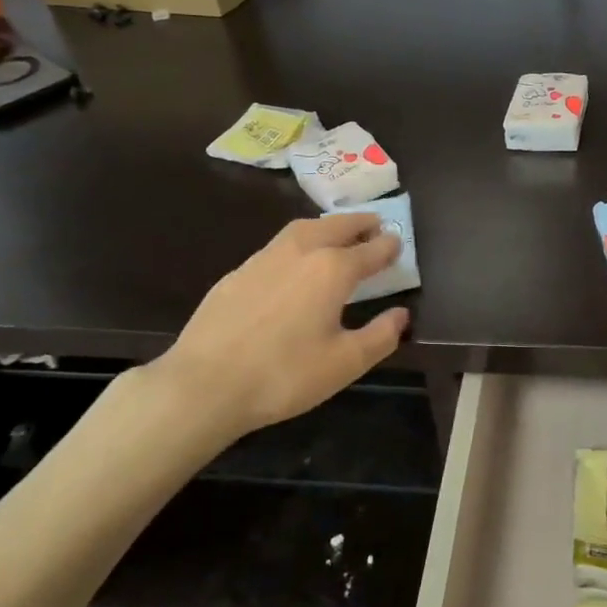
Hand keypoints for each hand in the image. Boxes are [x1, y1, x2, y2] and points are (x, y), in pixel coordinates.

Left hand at [143, 216, 408, 445]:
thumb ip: (380, 336)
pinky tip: (294, 262)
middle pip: (336, 226)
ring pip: (303, 229)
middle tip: (374, 224)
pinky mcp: (237, 273)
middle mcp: (301, 252)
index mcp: (332, 269)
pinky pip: (277, 245)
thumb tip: (401, 315)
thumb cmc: (285, 374)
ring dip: (327, 226)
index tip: (399, 242)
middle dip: (359, 223)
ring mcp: (264, 258)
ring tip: (337, 233)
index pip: (370, 249)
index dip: (388, 246)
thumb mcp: (345, 363)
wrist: (205, 384)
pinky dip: (298, 242)